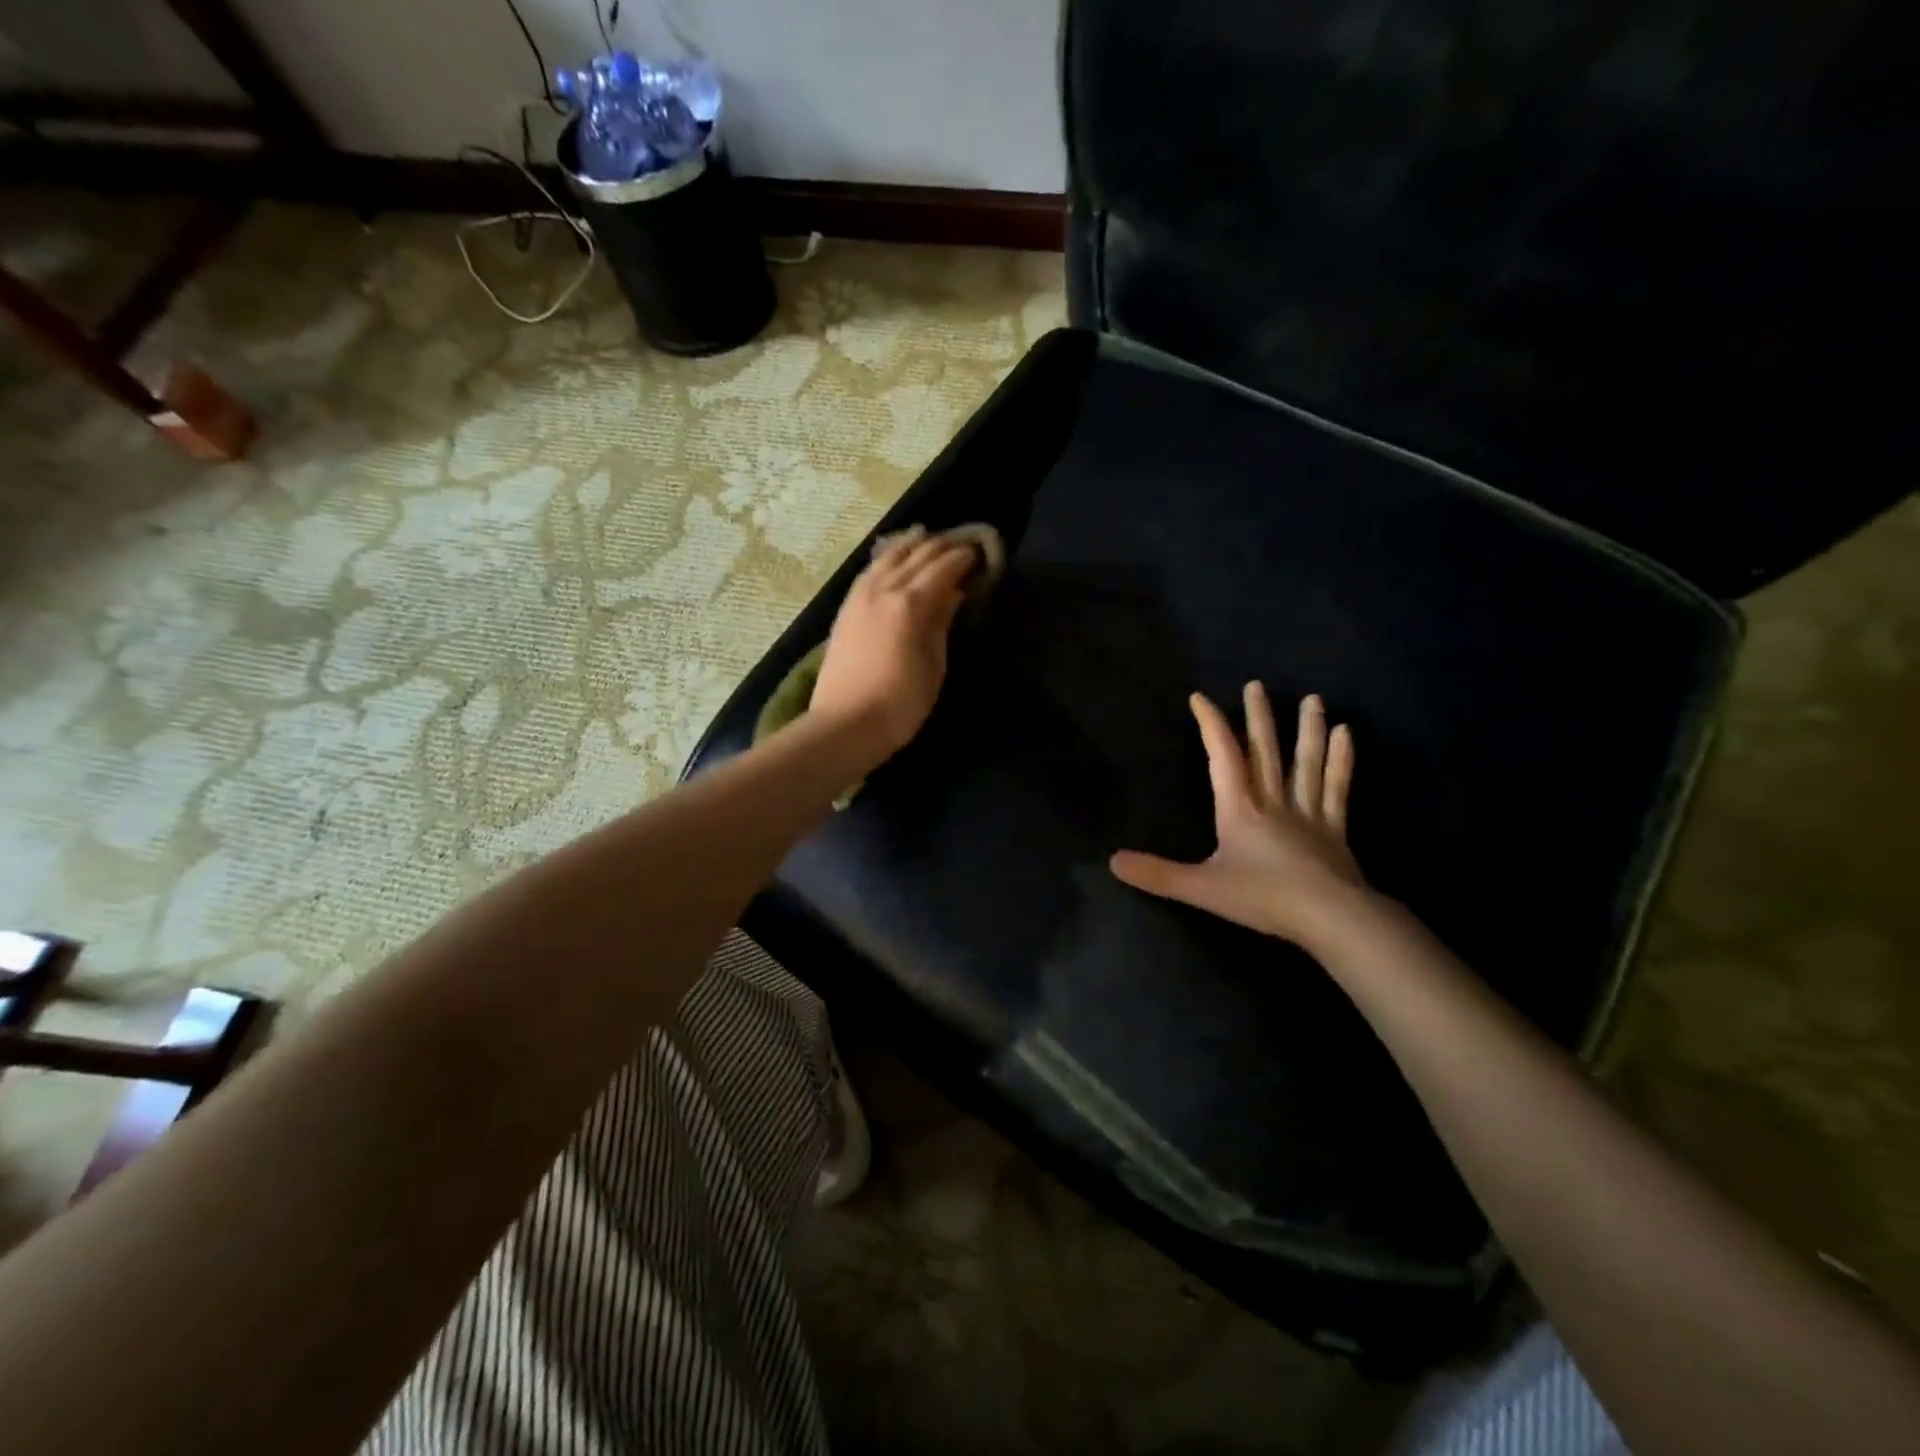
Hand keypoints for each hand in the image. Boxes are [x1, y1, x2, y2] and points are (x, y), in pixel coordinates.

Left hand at [810, 526, 976, 764]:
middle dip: (940, 546)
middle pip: (915, 556)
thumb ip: (941, 624)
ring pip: (887, 558)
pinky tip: (890, 560)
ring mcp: (859, 597)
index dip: (962, 557)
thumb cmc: (900, 703)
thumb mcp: (933, 665)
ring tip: (925, 538)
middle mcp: (883, 590)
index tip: (978, 552)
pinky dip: (885, 559)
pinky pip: (868, 572)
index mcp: (911, 604)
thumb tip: (952, 594)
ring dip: (909, 546)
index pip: (942, 568)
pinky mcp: (845, 610)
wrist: (845, 724)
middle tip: (960, 544)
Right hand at [1110, 684, 1370, 949]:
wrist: (1331, 918)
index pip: (1222, 756)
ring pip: (1306, 762)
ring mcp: (1308, 812)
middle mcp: (1273, 800)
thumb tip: (1113, 861)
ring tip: (1313, 699)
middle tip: (1256, 684)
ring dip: (1307, 730)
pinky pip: (1337, 787)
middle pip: (1265, 751)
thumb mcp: (1202, 889)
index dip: (1211, 724)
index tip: (1201, 697)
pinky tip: (1347, 735)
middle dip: (1258, 717)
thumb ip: (1158, 874)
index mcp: (1240, 809)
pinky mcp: (1334, 828)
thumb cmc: (1264, 898)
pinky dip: (1340, 760)